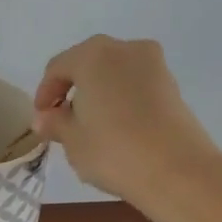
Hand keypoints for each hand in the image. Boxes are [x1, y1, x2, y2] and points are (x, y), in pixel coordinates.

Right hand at [32, 35, 221, 203]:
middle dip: (73, 88)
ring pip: (114, 73)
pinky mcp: (173, 87)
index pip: (58, 68)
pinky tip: (117, 128)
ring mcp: (154, 66)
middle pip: (88, 64)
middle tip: (63, 118)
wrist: (179, 173)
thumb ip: (55, 123)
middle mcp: (124, 49)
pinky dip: (122, 100)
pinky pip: (136, 86)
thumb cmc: (114, 150)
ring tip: (91, 125)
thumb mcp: (72, 140)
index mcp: (92, 55)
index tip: (42, 118)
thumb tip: (45, 118)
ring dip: (99, 93)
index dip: (45, 93)